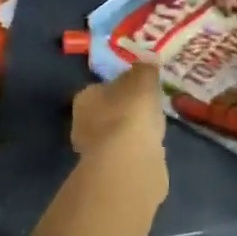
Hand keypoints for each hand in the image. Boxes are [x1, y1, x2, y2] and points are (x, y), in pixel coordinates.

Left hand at [71, 64, 166, 193]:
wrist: (129, 162)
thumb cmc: (131, 112)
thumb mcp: (143, 79)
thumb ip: (145, 69)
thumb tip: (148, 61)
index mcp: (85, 98)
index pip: (102, 88)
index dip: (122, 87)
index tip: (140, 89)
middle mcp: (82, 124)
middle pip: (108, 113)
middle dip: (125, 112)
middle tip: (148, 110)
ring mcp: (94, 153)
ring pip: (116, 137)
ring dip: (131, 134)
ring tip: (154, 130)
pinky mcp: (109, 174)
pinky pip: (126, 157)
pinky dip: (137, 154)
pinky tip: (152, 152)